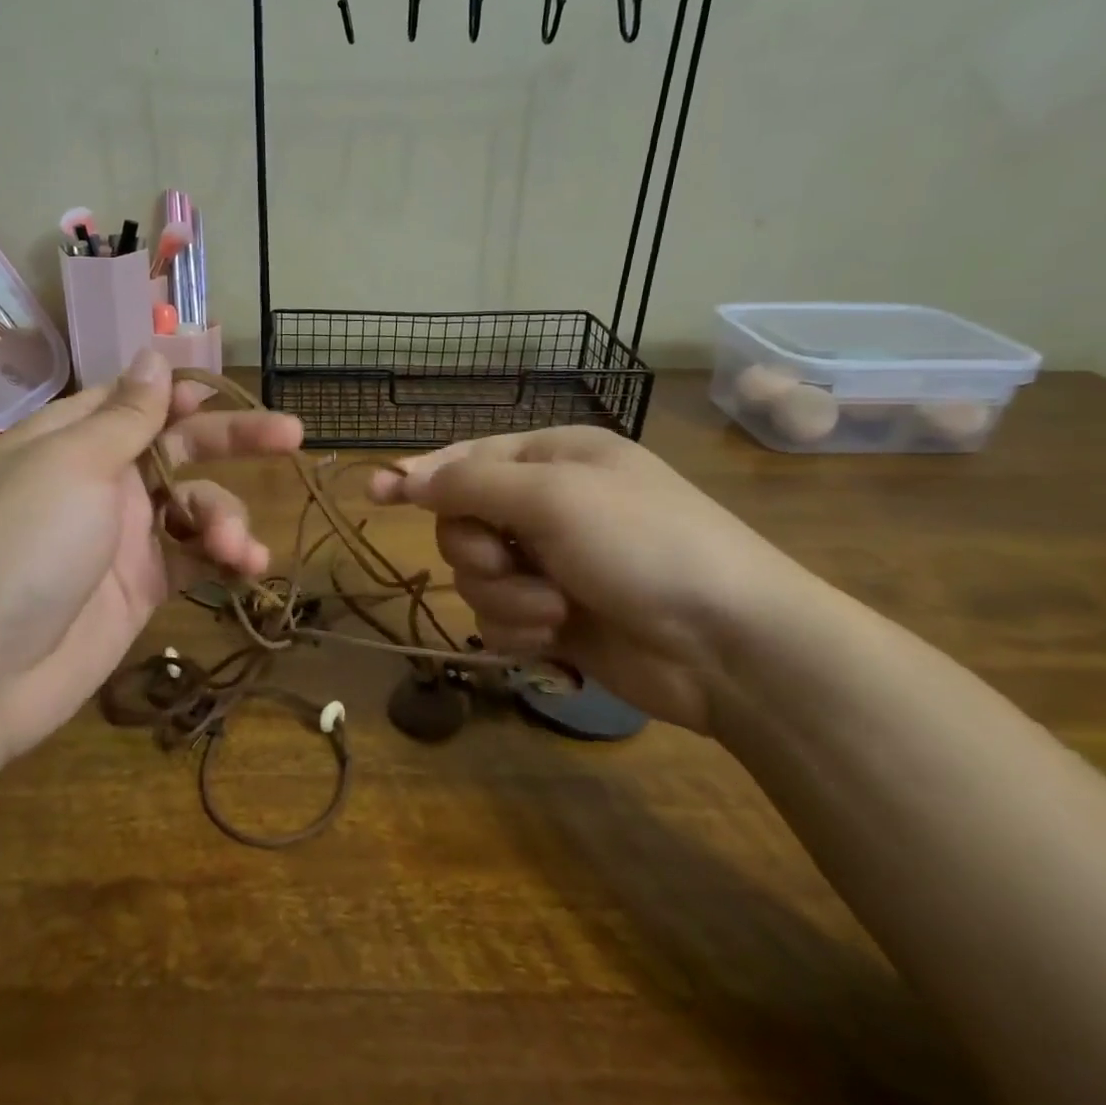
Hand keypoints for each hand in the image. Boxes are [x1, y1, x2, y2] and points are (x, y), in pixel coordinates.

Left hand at [0, 351, 302, 759]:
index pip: (136, 401)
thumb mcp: (73, 464)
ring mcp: (124, 537)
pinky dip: (225, 558)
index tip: (227, 393)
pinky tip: (249, 568)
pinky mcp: (143, 586)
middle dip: (234, 441)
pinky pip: (195, 557)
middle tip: (291, 435)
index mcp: (72, 439)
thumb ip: (125, 415)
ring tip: (238, 547)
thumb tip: (152, 354)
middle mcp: (101, 481)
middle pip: (178, 447)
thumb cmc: (23, 546)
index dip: (183, 394)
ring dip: (227, 518)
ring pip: (196, 506)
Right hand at [368, 426, 819, 734]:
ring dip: (506, 595)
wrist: (730, 645)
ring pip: (476, 576)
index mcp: (553, 458)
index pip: (467, 458)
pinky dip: (519, 626)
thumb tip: (404, 476)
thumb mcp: (553, 497)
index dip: (419, 474)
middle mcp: (548, 506)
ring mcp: (551, 563)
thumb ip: (470, 484)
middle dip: (477, 549)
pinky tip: (557, 635)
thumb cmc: (644, 544)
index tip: (375, 493)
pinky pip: (497, 617)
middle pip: (461, 521)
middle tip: (511, 561)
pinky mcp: (554, 616)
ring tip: (555, 607)